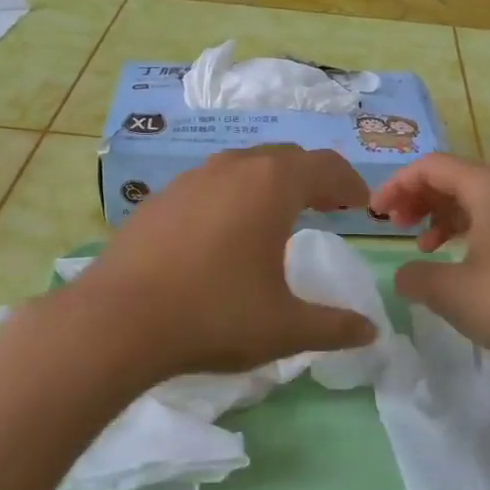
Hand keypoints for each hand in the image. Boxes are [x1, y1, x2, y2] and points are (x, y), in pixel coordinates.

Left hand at [67, 145, 377, 382]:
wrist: (118, 321)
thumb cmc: (215, 316)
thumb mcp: (285, 327)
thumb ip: (334, 326)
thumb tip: (371, 331)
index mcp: (271, 185)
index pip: (325, 167)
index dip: (349, 183)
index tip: (360, 205)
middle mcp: (232, 169)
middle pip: (285, 158)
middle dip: (312, 179)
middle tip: (327, 207)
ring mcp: (190, 180)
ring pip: (243, 167)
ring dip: (270, 184)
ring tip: (277, 217)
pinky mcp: (158, 199)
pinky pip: (209, 185)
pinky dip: (232, 197)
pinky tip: (224, 233)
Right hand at [369, 153, 489, 373]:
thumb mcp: (453, 292)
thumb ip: (415, 278)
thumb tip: (404, 275)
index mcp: (488, 186)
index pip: (431, 167)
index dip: (396, 185)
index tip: (375, 215)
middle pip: (454, 177)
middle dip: (418, 198)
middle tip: (394, 226)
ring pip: (475, 199)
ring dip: (441, 216)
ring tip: (423, 246)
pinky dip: (468, 231)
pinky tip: (460, 261)